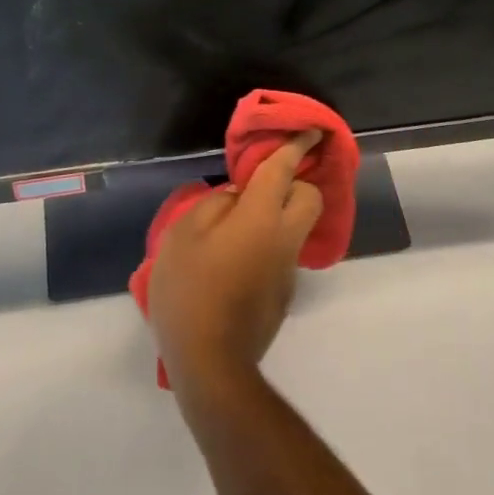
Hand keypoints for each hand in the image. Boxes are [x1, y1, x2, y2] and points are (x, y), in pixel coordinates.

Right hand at [150, 131, 324, 403]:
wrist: (210, 364)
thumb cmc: (190, 291)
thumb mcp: (183, 236)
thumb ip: (214, 205)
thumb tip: (236, 198)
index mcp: (260, 217)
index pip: (284, 170)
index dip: (297, 146)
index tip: (310, 131)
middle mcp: (284, 239)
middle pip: (310, 198)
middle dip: (297, 183)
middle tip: (264, 186)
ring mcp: (288, 270)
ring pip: (296, 228)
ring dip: (279, 217)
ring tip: (236, 229)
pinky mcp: (283, 295)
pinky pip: (282, 254)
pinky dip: (267, 246)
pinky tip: (234, 264)